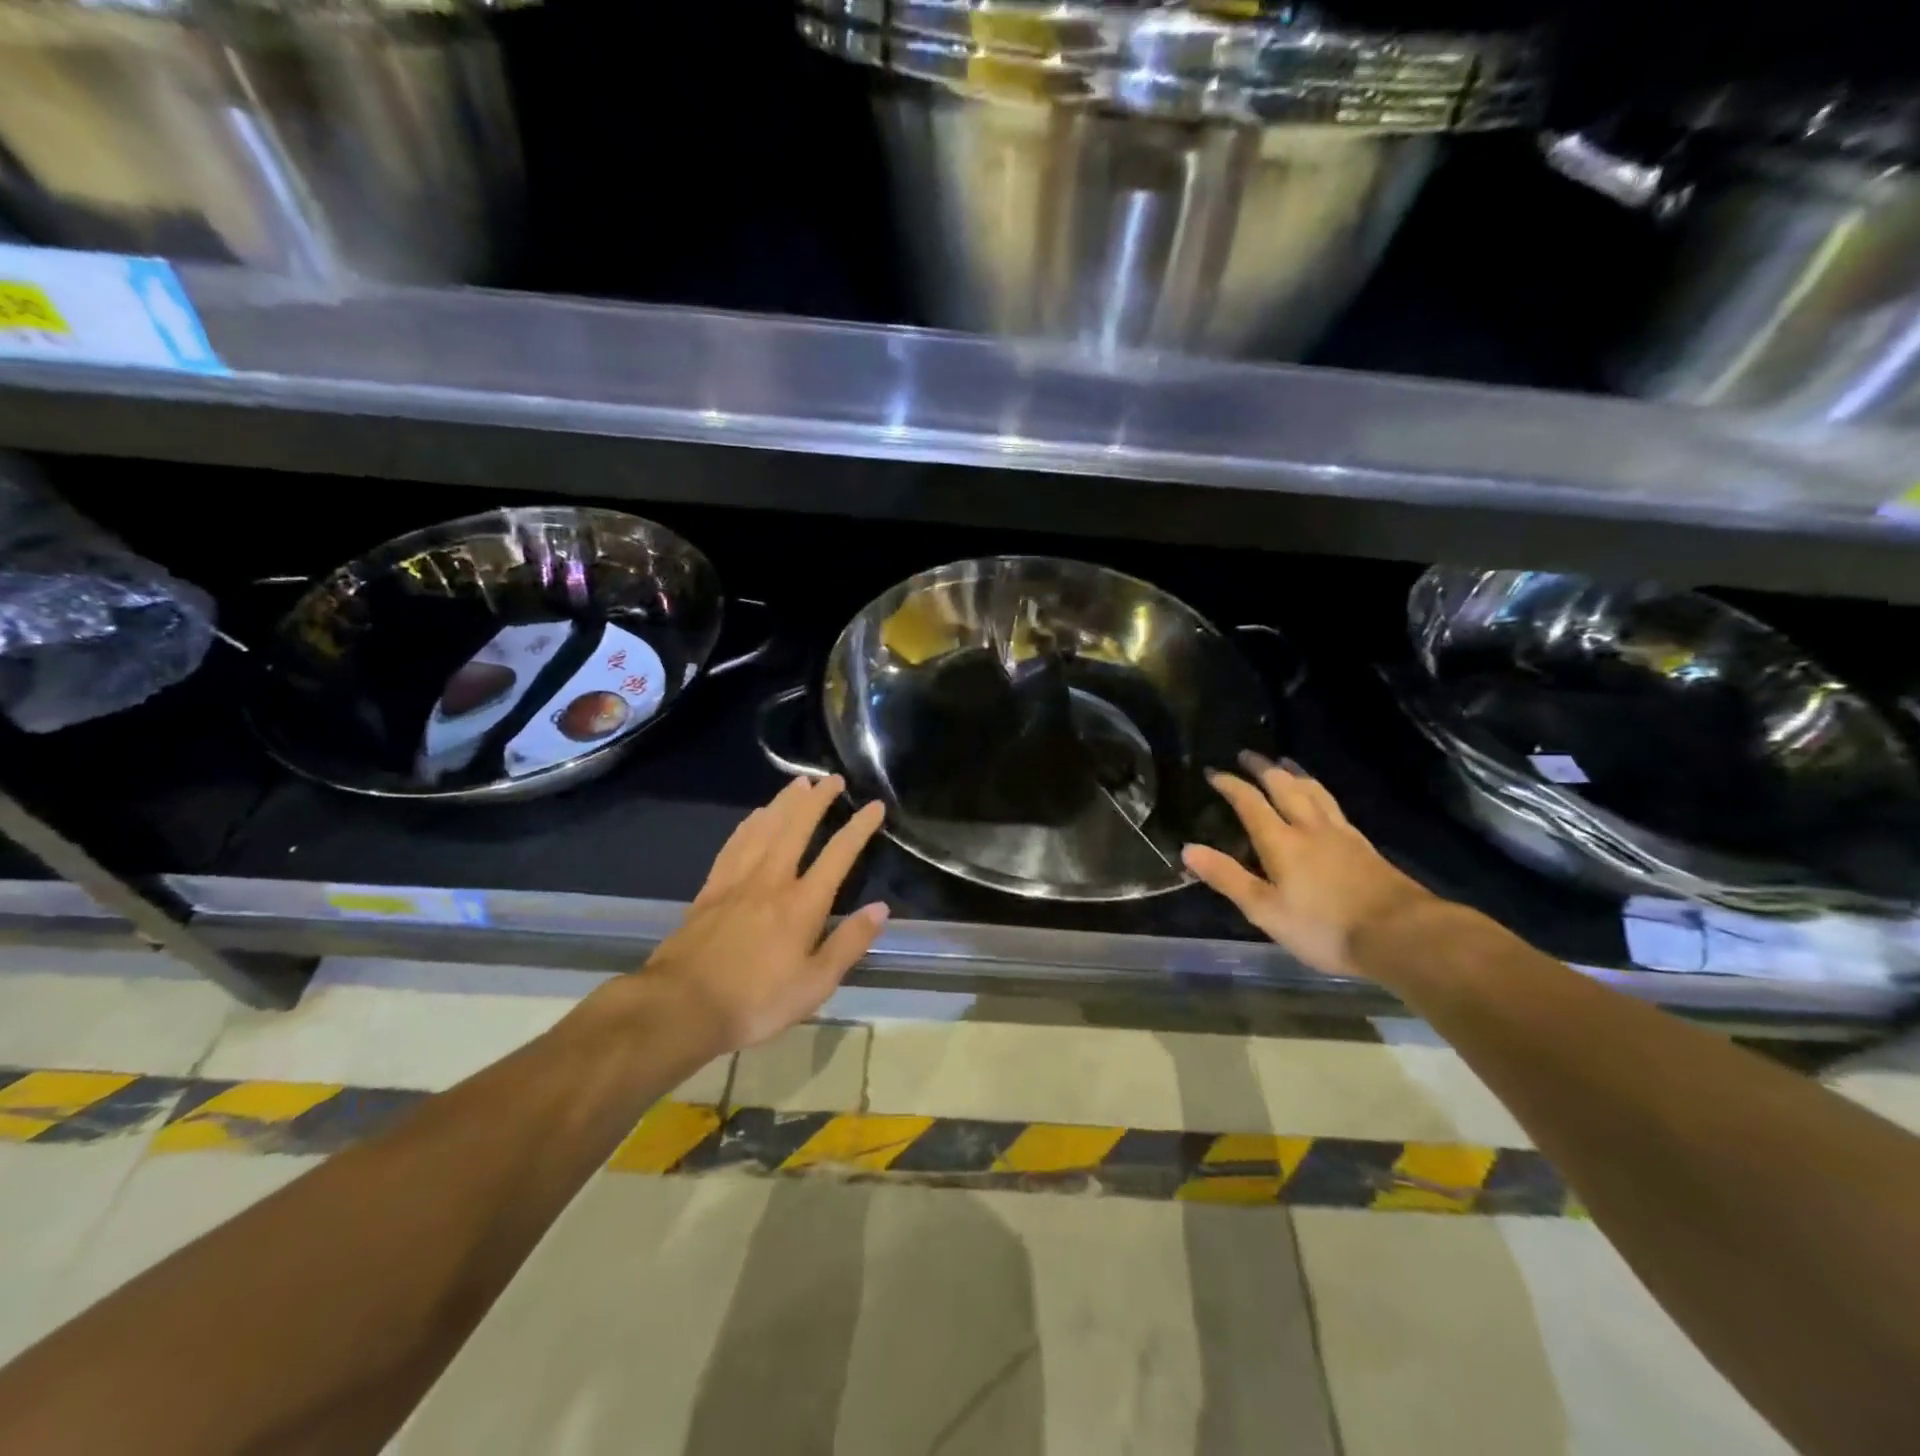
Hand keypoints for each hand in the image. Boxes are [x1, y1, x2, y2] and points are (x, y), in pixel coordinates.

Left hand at [639, 776, 888, 1050]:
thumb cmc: (756, 1001)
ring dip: (784, 802)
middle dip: (818, 800)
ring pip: (764, 828)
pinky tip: (755, 816)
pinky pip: (734, 844)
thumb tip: (880, 909)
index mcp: (802, 904)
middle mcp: (771, 880)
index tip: (874, 806)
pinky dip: (749, 824)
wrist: (681, 1007)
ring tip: (798, 783)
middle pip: (796, 827)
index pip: (838, 855)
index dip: (858, 828)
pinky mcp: (710, 889)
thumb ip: (849, 943)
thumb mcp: (815, 985)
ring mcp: (737, 881)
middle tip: (832, 779)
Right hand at [1182, 753, 1434, 979]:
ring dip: (1295, 773)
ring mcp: (1341, 834)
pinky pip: (1334, 806)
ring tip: (1284, 762)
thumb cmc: (1325, 927)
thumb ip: (1227, 878)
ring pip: (1314, 792)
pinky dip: (1320, 792)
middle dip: (1263, 768)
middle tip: (1248, 754)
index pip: (1250, 803)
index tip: (1213, 772)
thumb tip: (1187, 849)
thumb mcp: (1266, 910)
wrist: (1401, 935)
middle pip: (1285, 787)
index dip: (1230, 785)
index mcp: (1281, 842)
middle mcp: (1310, 828)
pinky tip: (1323, 800)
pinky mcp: (1364, 847)